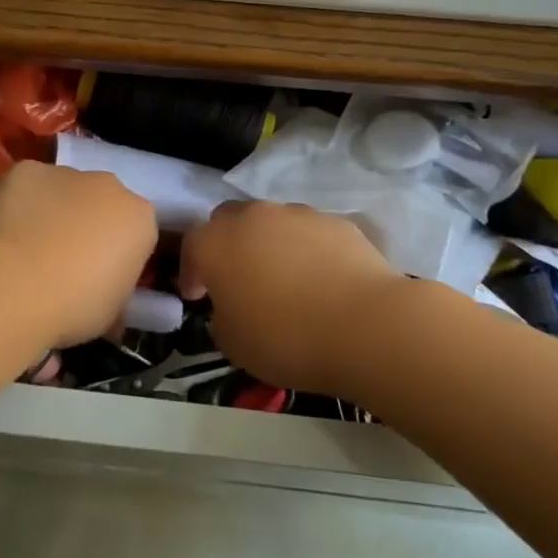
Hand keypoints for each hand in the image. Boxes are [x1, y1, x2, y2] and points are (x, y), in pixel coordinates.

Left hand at [0, 161, 157, 348]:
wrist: (14, 285)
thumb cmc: (73, 306)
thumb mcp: (111, 313)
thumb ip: (114, 289)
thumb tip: (101, 290)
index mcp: (139, 219)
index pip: (135, 232)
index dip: (117, 256)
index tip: (98, 279)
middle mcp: (109, 185)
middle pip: (102, 202)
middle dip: (87, 225)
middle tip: (64, 262)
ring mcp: (65, 173)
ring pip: (63, 190)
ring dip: (53, 212)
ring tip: (27, 250)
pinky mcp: (25, 170)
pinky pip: (27, 187)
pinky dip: (19, 204)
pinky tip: (4, 233)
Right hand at [180, 200, 403, 395]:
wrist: (365, 326)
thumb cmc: (286, 338)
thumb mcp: (233, 344)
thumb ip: (222, 317)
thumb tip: (231, 307)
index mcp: (217, 243)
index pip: (191, 246)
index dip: (192, 272)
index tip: (198, 296)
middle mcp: (253, 217)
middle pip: (229, 220)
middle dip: (228, 244)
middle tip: (237, 278)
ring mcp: (297, 214)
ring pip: (272, 222)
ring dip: (269, 244)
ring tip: (284, 279)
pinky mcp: (337, 221)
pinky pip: (310, 233)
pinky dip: (308, 250)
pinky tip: (322, 279)